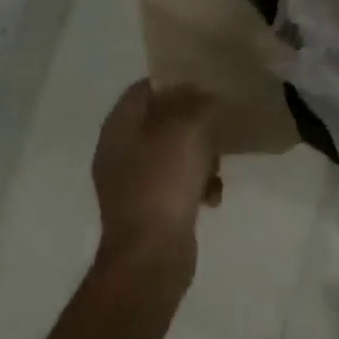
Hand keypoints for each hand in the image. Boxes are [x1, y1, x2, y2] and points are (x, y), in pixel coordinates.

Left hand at [92, 80, 219, 270]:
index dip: (173, 81)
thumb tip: (204, 94)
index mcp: (119, 127)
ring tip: (218, 166)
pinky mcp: (149, 208)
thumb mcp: (185, 131)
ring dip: (200, 154)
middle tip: (219, 120)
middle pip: (160, 120)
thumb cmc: (163, 183)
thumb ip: (196, 103)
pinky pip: (177, 182)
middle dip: (193, 121)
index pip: (143, 88)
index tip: (205, 81)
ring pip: (173, 152)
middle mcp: (120, 151)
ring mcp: (133, 182)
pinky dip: (197, 184)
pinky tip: (213, 196)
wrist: (150, 257)